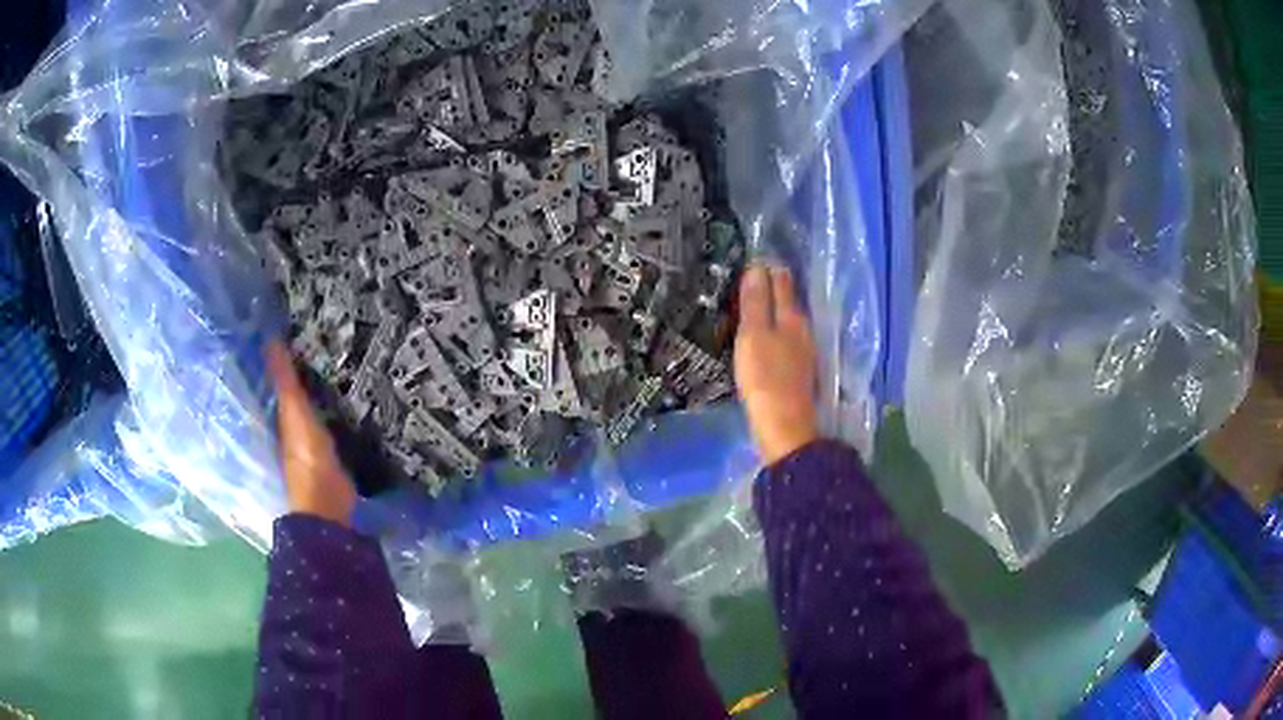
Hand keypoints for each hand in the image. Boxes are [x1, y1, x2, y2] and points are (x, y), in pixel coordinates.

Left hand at [266, 340, 356, 525]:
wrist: (330, 504)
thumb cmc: (307, 457)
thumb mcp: (295, 413)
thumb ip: (285, 380)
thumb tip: (270, 338)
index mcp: (280, 418)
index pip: (277, 382)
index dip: (281, 359)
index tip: (292, 330)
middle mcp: (291, 429)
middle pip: (295, 395)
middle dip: (303, 374)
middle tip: (321, 341)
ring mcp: (312, 443)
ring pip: (313, 408)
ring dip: (320, 391)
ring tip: (339, 362)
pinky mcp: (333, 454)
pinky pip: (332, 422)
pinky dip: (335, 409)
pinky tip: (350, 398)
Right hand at [734, 264, 819, 464]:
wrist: (784, 426)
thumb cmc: (765, 378)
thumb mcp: (754, 335)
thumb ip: (756, 302)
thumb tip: (757, 267)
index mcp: (792, 317)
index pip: (782, 283)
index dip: (767, 270)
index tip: (752, 259)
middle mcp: (803, 330)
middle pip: (788, 301)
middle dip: (772, 288)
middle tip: (748, 278)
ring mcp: (803, 353)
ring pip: (788, 321)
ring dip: (773, 310)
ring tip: (752, 305)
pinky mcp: (798, 372)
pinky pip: (785, 340)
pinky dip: (774, 332)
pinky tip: (763, 338)